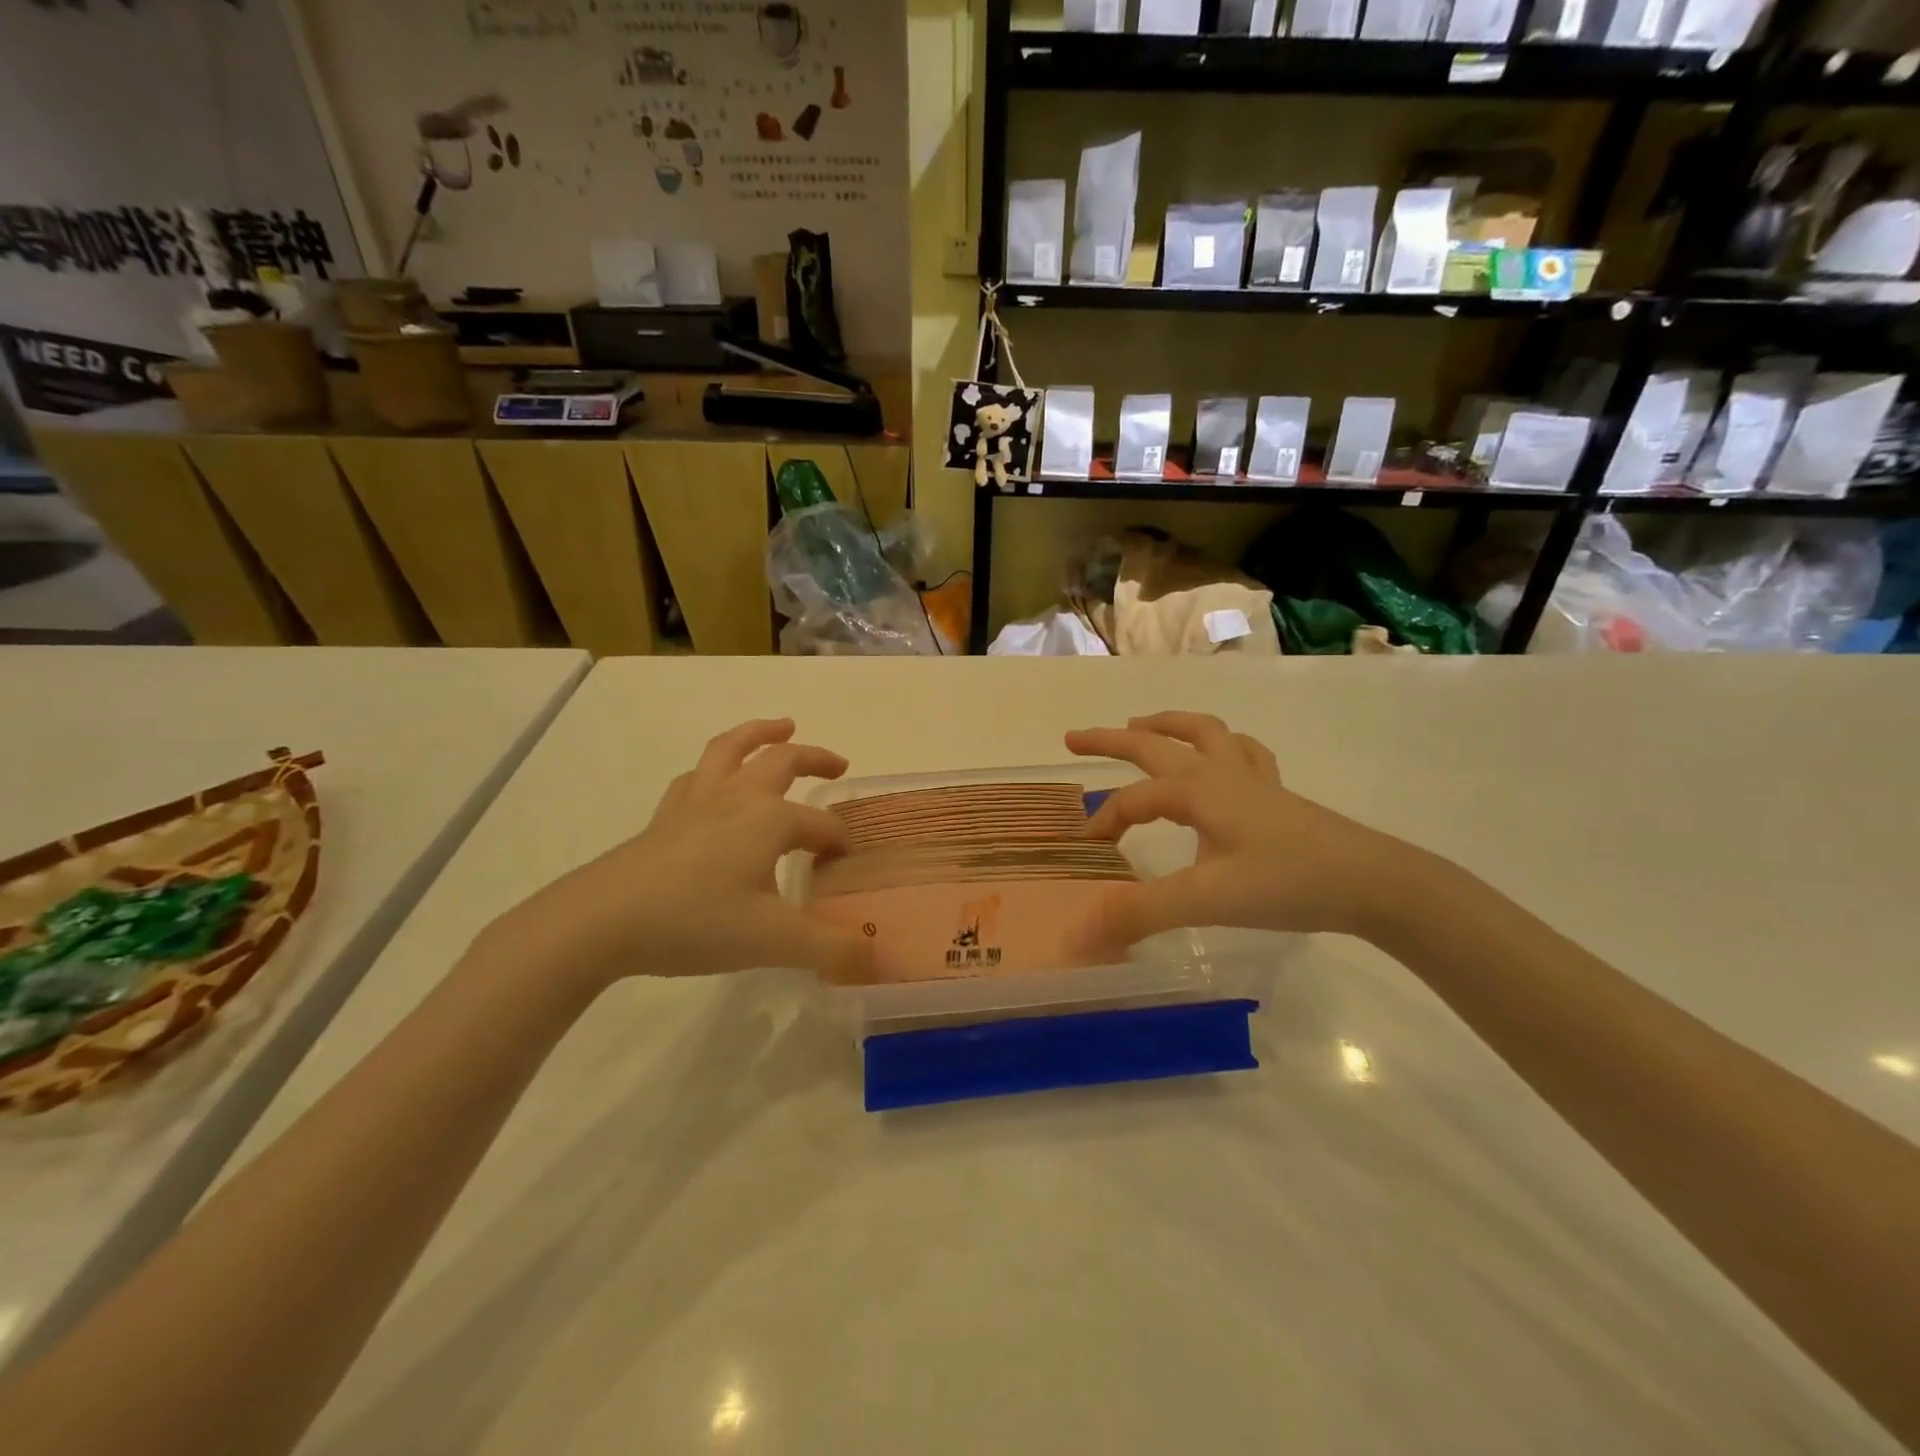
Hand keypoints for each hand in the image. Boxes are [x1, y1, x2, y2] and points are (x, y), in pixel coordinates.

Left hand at [486, 719, 871, 985]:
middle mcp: (737, 798)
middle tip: (839, 766)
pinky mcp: (664, 817)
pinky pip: (695, 777)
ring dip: (760, 734)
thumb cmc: (696, 922)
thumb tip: (876, 957)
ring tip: (781, 727)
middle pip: (783, 761)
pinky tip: (715, 781)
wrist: (602, 920)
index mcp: (770, 820)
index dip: (839, 844)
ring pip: (732, 749)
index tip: (844, 869)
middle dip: (815, 759)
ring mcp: (696, 802)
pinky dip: (714, 769)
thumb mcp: (774, 942)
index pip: (821, 826)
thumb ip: (831, 949)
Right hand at [1064, 712, 1413, 956]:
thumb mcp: (1206, 901)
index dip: (1104, 823)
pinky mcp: (1279, 796)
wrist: (1373, 883)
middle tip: (1074, 737)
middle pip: (1156, 743)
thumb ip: (1141, 913)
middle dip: (1111, 740)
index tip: (1086, 852)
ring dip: (1168, 725)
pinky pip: (1245, 754)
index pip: (1133, 800)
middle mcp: (1220, 774)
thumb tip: (1080, 932)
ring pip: (1205, 733)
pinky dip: (1224, 745)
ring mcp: (1253, 780)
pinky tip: (1223, 756)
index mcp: (1197, 791)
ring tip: (1142, 725)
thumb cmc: (1286, 883)